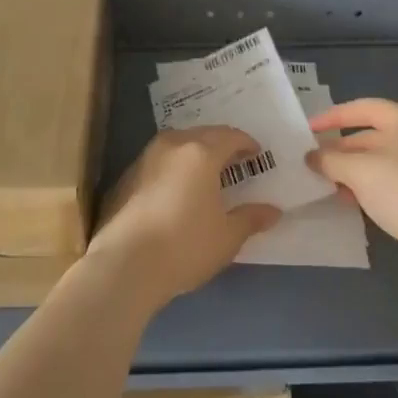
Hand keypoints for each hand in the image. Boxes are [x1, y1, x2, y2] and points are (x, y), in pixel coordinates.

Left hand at [88, 126, 281, 307]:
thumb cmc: (185, 246)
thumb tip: (273, 211)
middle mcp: (171, 145)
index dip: (246, 143)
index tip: (256, 153)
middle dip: (220, 144)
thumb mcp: (227, 237)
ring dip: (194, 153)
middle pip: (202, 134)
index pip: (229, 136)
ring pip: (177, 144)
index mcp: (200, 153)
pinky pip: (158, 161)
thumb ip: (250, 218)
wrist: (125, 264)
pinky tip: (176, 190)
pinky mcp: (125, 177)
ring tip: (205, 174)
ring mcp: (144, 158)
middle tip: (234, 162)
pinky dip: (173, 167)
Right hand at [306, 98, 397, 291]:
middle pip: (372, 135)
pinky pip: (393, 182)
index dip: (333, 116)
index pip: (364, 108)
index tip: (309, 130)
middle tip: (314, 162)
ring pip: (382, 161)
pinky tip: (353, 202)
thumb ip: (330, 159)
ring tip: (328, 184)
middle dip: (341, 148)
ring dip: (353, 170)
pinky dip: (371, 187)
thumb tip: (311, 157)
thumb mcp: (358, 170)